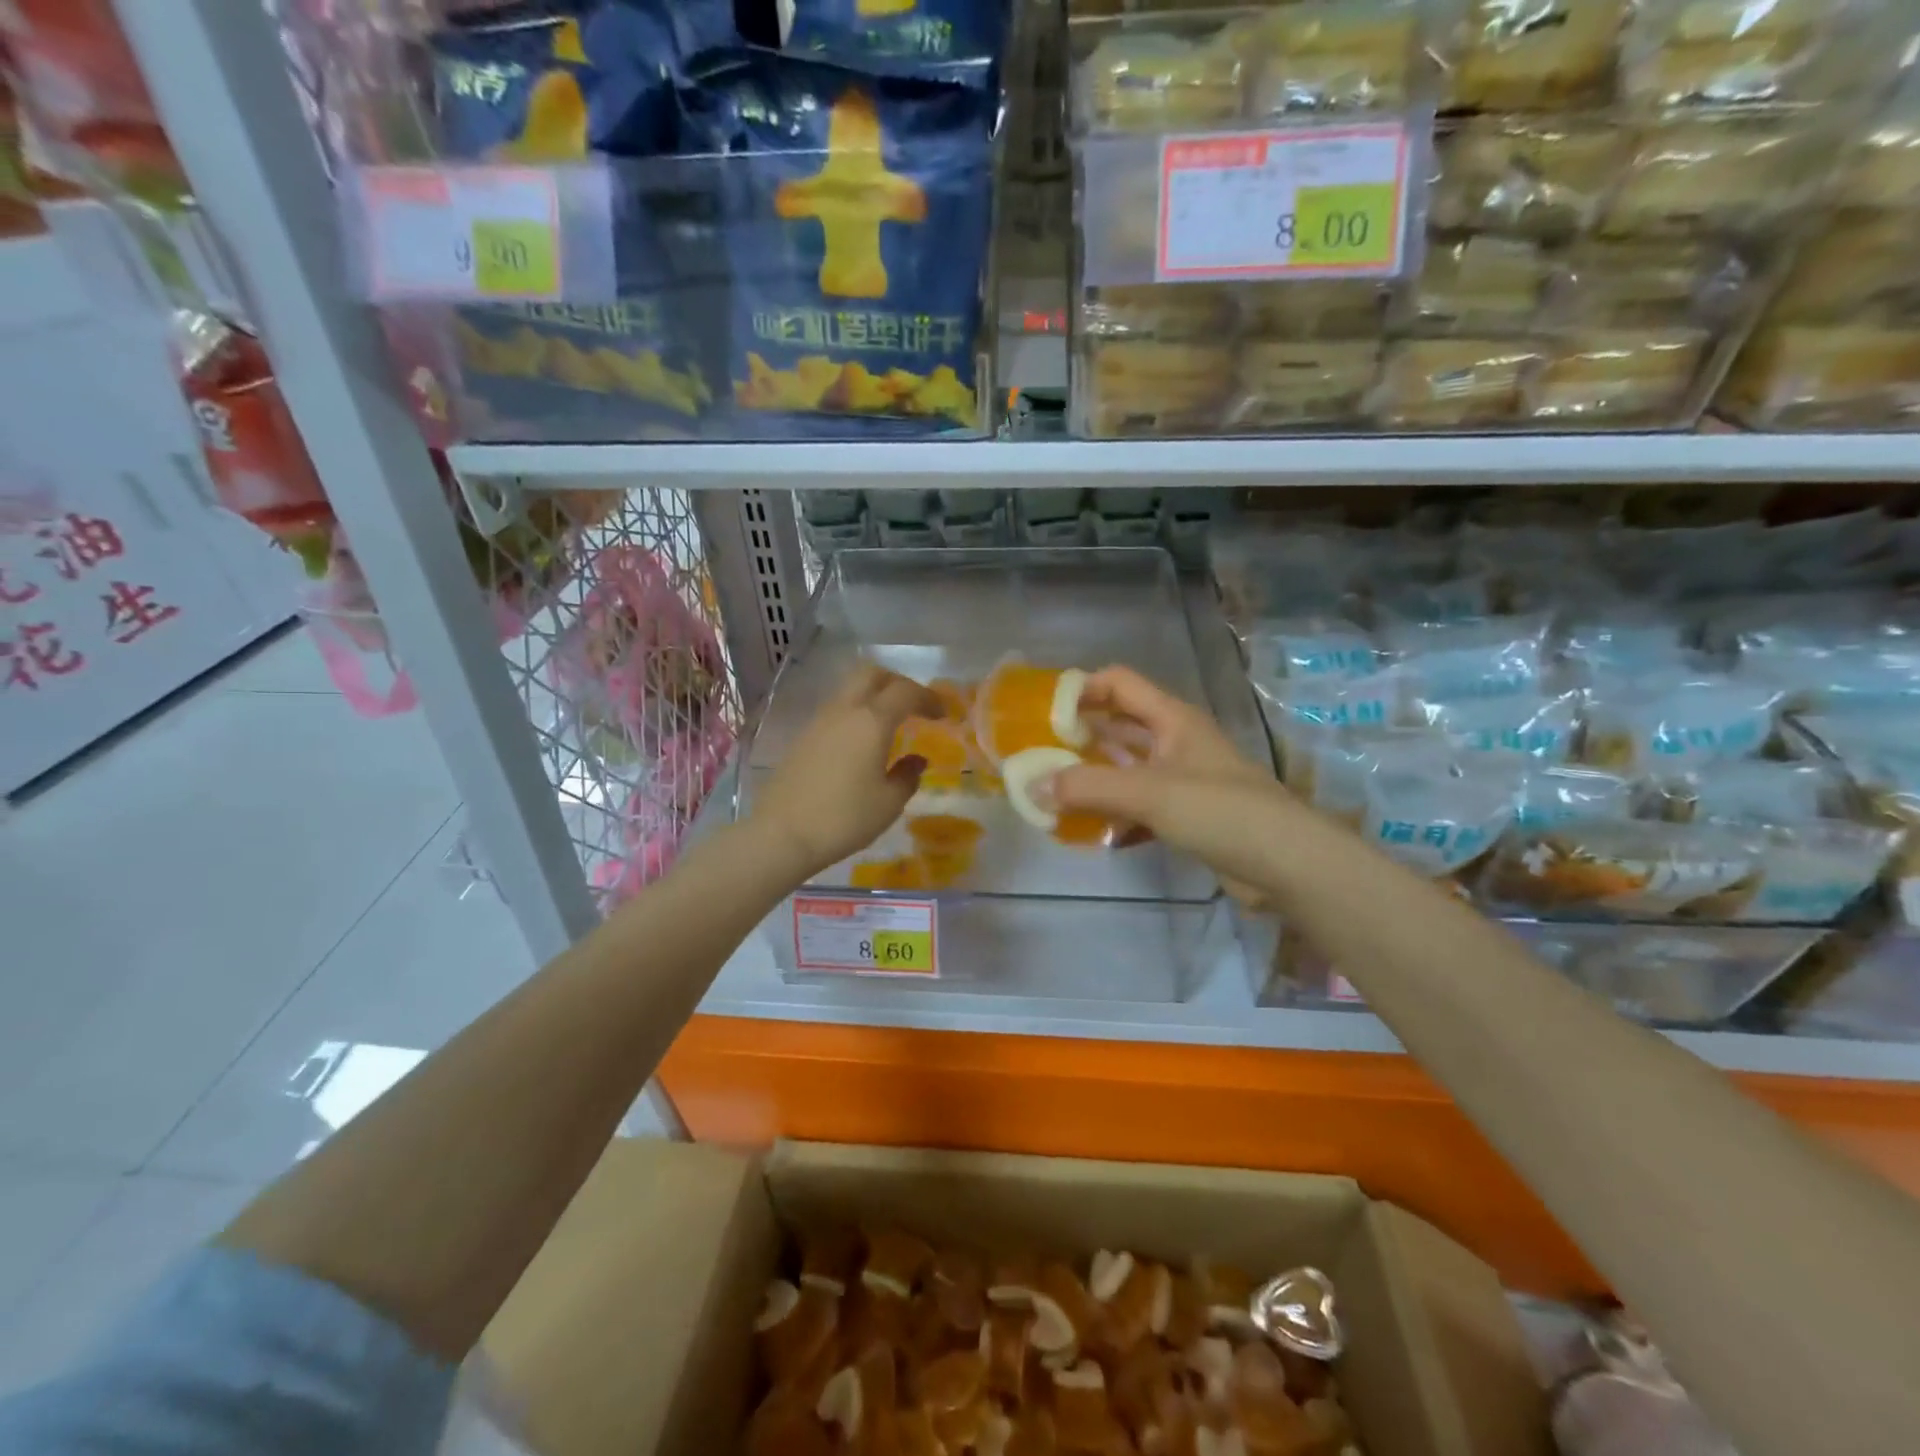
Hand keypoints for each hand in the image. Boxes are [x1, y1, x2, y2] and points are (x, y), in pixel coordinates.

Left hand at [748, 663, 942, 881]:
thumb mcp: (888, 803)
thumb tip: (916, 760)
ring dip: (874, 696)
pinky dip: (856, 713)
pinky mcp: (803, 736)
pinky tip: (862, 743)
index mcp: (872, 721)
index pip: (906, 692)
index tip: (942, 715)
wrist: (782, 834)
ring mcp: (819, 720)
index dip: (929, 698)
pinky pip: (836, 710)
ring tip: (890, 725)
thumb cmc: (844, 818)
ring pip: (850, 689)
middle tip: (914, 707)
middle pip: (872, 674)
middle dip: (898, 683)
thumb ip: (907, 776)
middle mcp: (845, 710)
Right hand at [1054, 666, 1292, 902]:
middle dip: (1078, 738)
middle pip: (1118, 727)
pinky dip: (1114, 816)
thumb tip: (1031, 788)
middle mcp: (1175, 742)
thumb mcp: (1149, 792)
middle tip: (1036, 755)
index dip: (1081, 689)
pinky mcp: (1186, 815)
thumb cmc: (1220, 810)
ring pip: (1126, 770)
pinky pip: (1139, 807)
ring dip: (1093, 780)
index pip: (1118, 683)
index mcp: (1171, 718)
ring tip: (1052, 794)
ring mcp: (1182, 780)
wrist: (1287, 864)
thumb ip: (1087, 787)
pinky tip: (1089, 833)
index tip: (1042, 713)